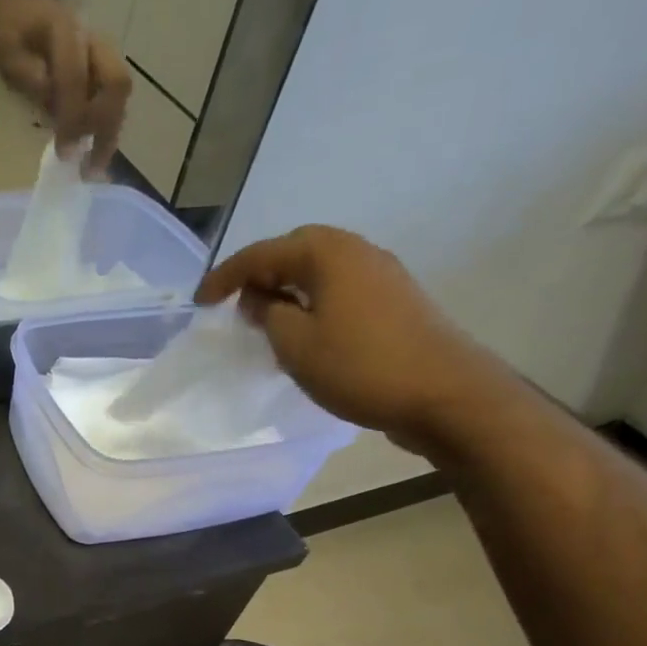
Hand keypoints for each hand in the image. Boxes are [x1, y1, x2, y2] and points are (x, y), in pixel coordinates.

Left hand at [0, 0, 130, 175]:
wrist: (21, 6)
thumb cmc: (12, 34)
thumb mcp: (10, 57)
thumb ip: (32, 81)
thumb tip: (58, 115)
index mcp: (66, 30)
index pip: (75, 78)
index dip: (72, 117)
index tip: (65, 153)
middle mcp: (93, 38)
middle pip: (116, 83)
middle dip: (105, 127)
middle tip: (91, 166)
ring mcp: (103, 51)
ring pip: (120, 93)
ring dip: (110, 131)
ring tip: (94, 165)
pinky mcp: (105, 66)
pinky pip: (113, 97)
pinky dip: (106, 125)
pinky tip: (93, 149)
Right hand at [195, 225, 513, 453]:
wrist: (446, 394)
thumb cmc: (361, 366)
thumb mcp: (295, 344)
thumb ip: (267, 314)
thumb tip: (259, 298)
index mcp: (327, 253)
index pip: (261, 253)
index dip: (225, 277)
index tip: (200, 303)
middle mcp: (357, 251)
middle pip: (294, 251)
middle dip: (259, 274)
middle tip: (234, 305)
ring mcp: (382, 275)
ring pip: (319, 272)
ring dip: (287, 290)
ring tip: (265, 320)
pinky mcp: (396, 302)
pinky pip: (340, 290)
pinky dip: (313, 303)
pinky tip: (304, 333)